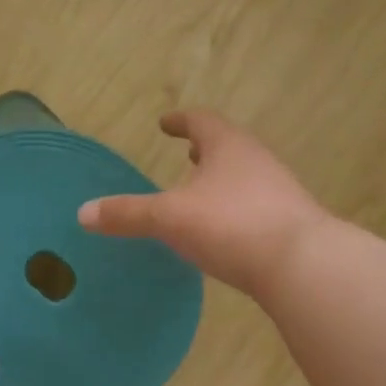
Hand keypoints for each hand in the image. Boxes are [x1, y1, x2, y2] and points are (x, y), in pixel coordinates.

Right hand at [79, 110, 331, 296]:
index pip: (201, 121)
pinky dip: (235, 207)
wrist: (302, 264)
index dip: (180, 121)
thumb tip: (82, 213)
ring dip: (222, 179)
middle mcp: (257, 161)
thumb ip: (127, 215)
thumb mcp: (169, 219)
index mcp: (228, 147)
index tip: (165, 123)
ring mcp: (279, 191)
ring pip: (244, 176)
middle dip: (204, 150)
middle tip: (187, 154)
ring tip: (202, 192)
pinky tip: (226, 230)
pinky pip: (256, 205)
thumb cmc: (231, 225)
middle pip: (228, 146)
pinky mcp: (291, 223)